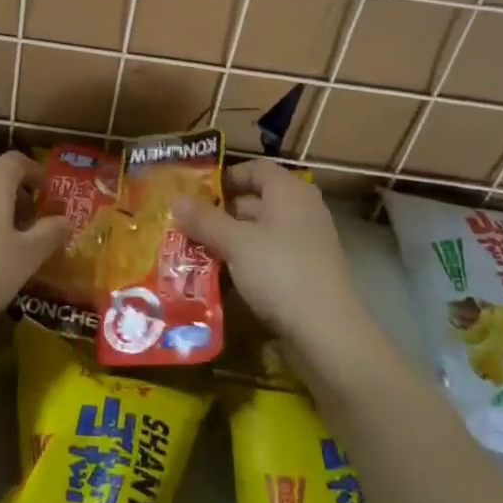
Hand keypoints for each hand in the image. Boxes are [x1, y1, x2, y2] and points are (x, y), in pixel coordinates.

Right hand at [173, 160, 364, 347]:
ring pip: (258, 233)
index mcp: (289, 191)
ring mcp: (305, 243)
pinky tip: (219, 278)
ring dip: (227, 241)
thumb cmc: (280, 271)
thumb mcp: (235, 243)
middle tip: (184, 226)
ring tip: (193, 252)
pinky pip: (267, 257)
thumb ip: (204, 219)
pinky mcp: (304, 272)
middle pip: (254, 201)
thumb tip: (175, 199)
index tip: (195, 193)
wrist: (326, 332)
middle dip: (219, 214)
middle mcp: (301, 210)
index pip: (254, 169)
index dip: (225, 177)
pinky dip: (244, 262)